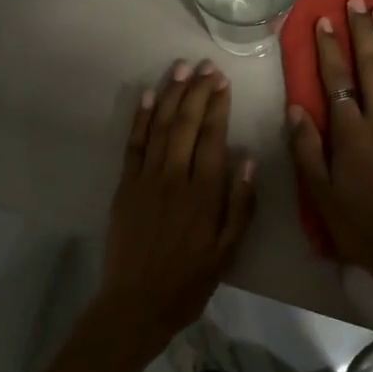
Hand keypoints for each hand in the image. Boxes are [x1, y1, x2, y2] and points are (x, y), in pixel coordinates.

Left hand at [99, 58, 256, 355]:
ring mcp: (146, 179)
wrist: (136, 304)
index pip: (213, 138)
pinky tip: (148, 96)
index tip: (223, 82)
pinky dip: (140, 118)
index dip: (218, 107)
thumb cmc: (188, 281)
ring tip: (181, 69)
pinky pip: (133, 144)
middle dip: (197, 92)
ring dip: (171, 95)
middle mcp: (175, 178)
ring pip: (160, 127)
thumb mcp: (227, 252)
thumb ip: (240, 205)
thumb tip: (247, 159)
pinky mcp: (125, 186)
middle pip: (186, 125)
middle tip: (206, 66)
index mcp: (204, 194)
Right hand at [286, 0, 372, 288]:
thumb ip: (306, 148)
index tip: (324, 20)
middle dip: (362, 32)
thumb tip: (296, 107)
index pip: (336, 81)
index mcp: (350, 134)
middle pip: (371, 67)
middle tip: (358, 2)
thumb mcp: (320, 193)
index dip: (329, 49)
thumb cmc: (359, 224)